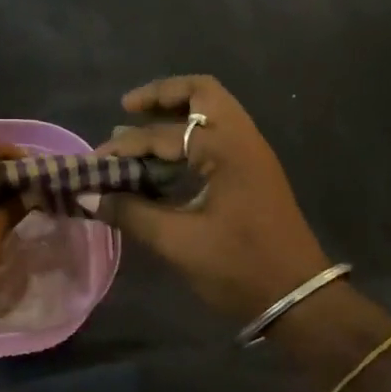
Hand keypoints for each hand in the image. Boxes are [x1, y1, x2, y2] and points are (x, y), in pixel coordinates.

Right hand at [96, 75, 329, 323]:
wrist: (299, 299)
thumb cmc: (240, 268)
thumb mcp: (178, 243)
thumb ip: (131, 213)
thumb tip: (91, 196)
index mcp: (226, 150)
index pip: (163, 134)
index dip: (124, 146)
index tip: (95, 163)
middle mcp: (242, 140)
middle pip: (202, 92)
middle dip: (162, 95)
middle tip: (128, 108)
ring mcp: (252, 154)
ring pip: (213, 110)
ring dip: (176, 112)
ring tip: (139, 127)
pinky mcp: (252, 172)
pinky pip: (217, 134)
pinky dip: (189, 134)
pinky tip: (164, 157)